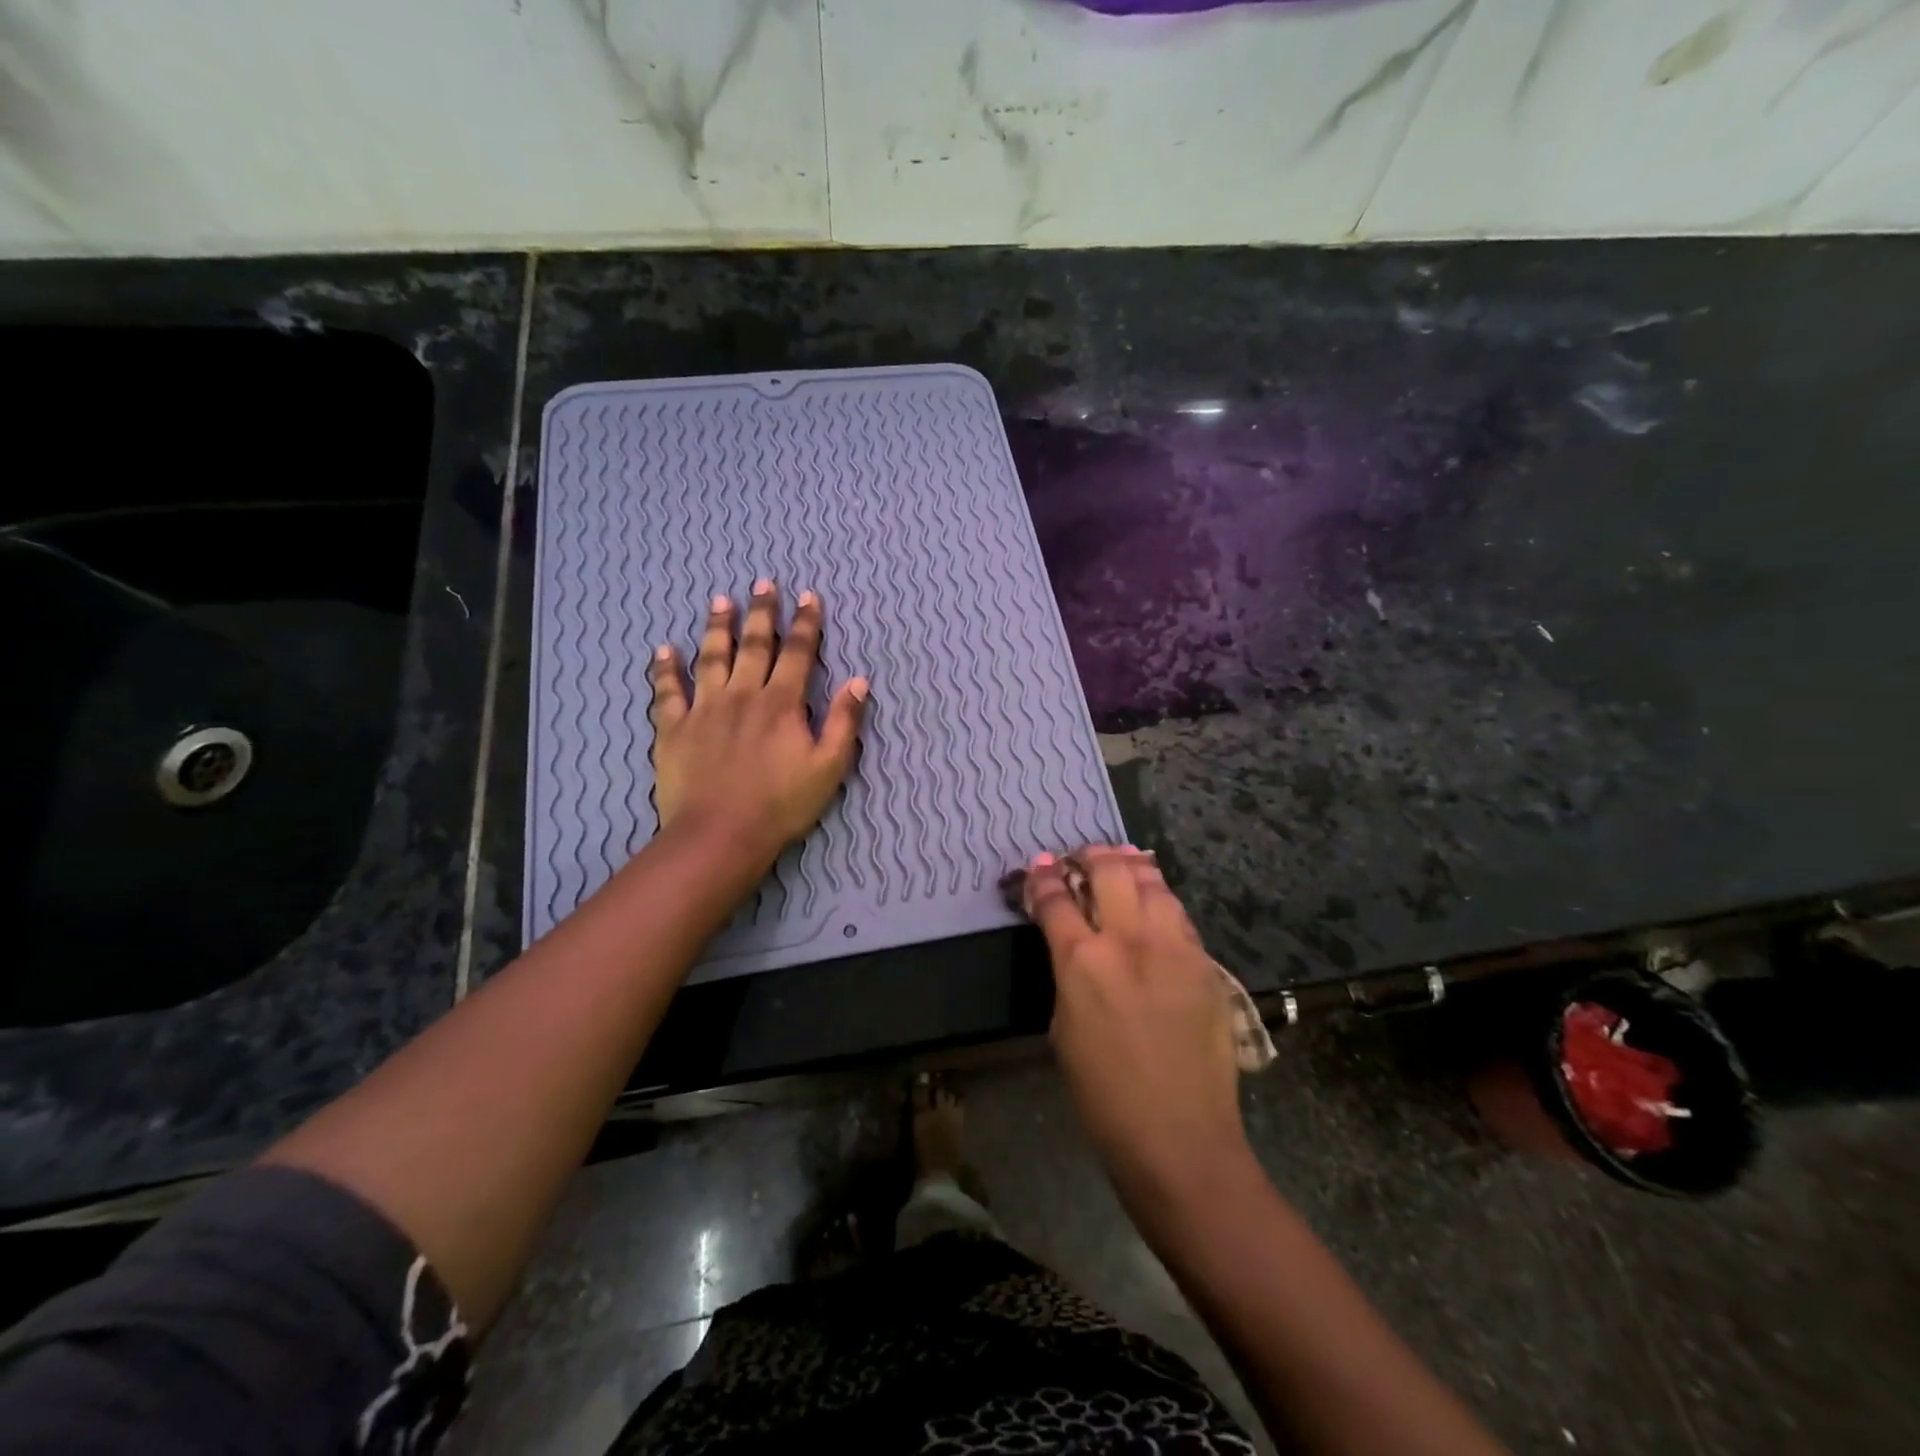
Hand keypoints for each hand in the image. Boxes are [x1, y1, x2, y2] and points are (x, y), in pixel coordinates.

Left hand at [649, 579, 867, 860]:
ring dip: (717, 627)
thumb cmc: (781, 805)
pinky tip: (663, 649)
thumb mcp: (829, 767)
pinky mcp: (674, 728)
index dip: (805, 623)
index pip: (798, 653)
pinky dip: (665, 669)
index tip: (808, 596)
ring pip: (711, 657)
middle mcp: (743, 695)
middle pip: (754, 645)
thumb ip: (844, 722)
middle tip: (763, 583)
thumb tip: (859, 681)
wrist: (720, 835)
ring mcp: (704, 709)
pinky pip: (667, 691)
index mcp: (782, 703)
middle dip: (762, 613)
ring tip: (720, 601)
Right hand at [1025, 846, 1253, 1208]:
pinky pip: (1178, 914)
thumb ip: (1069, 975)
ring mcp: (1174, 947)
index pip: (1056, 900)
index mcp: (1083, 962)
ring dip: (1130, 865)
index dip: (1042, 877)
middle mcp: (1129, 941)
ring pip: (1151, 882)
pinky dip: (1160, 897)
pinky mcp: (1205, 962)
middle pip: (1108, 872)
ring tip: (1120, 858)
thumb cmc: (1104, 1097)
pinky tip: (1154, 898)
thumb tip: (1072, 946)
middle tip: (1079, 856)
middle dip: (1089, 856)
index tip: (1038, 865)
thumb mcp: (1063, 1029)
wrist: (1180, 1138)